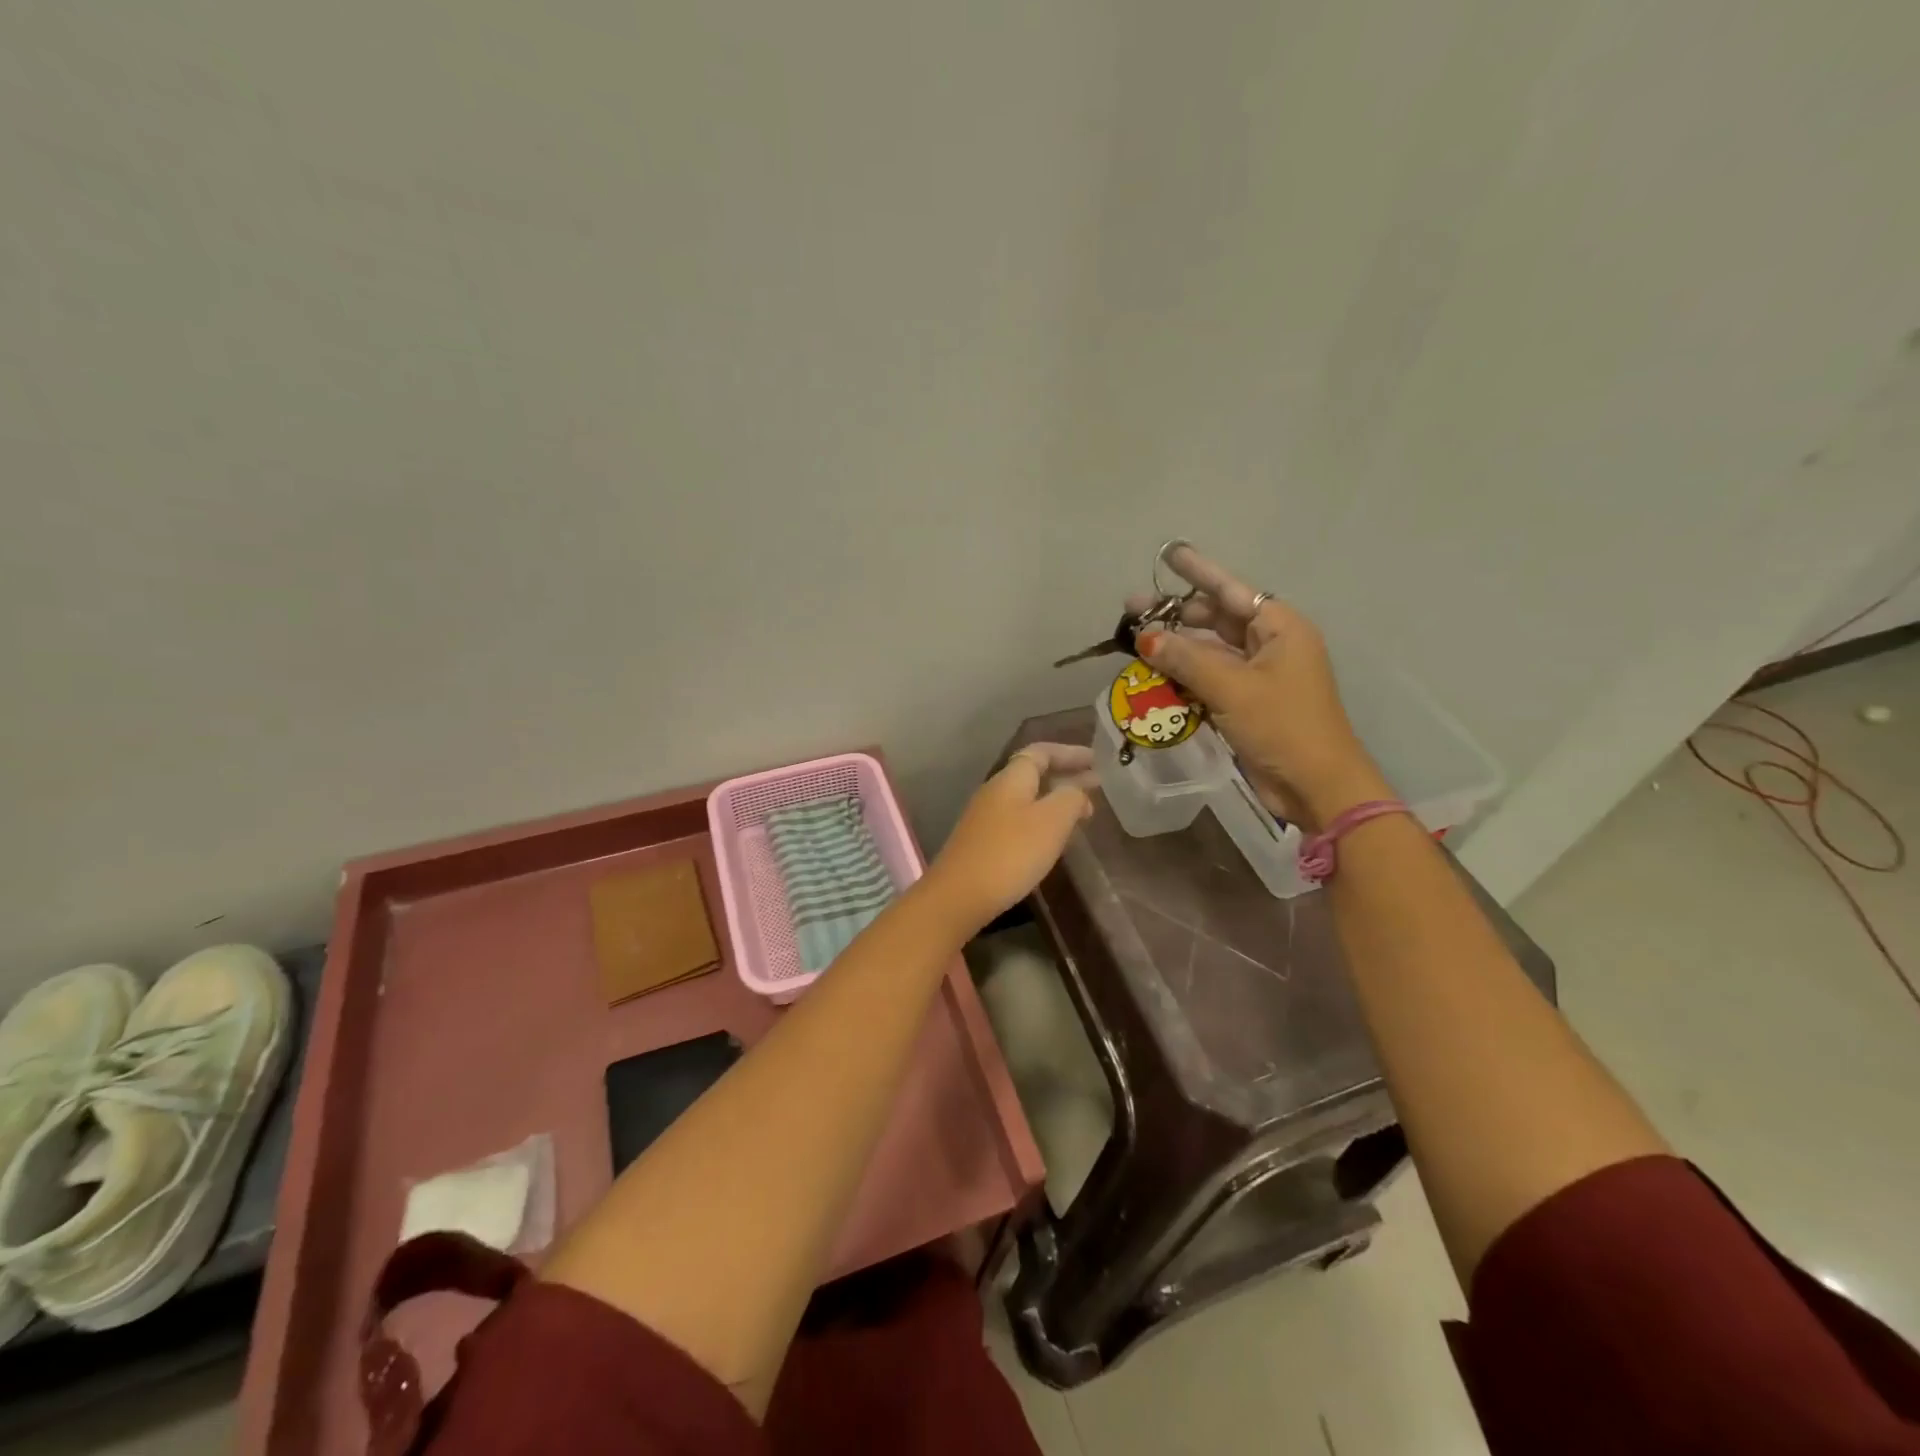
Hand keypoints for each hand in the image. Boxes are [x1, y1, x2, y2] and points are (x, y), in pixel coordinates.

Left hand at [922, 743, 1095, 931]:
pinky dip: (1041, 821)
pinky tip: (1053, 839)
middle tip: (1095, 785)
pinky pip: (1018, 820)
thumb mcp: (1052, 821)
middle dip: (1065, 777)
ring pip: (1026, 799)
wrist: (959, 895)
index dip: (1069, 753)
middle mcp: (995, 791)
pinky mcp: (982, 843)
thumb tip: (1079, 790)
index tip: (1095, 759)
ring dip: (1054, 801)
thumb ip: (1071, 798)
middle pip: (1033, 774)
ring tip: (1081, 812)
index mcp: (1011, 779)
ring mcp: (985, 818)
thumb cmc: (1011, 852)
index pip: (1041, 752)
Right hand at [1125, 546, 1384, 828]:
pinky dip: (1183, 676)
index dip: (1198, 572)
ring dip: (1175, 648)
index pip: (1231, 591)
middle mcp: (1270, 645)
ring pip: (1209, 651)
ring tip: (1135, 643)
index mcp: (1280, 629)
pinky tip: (1154, 676)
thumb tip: (1145, 637)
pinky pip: (1208, 679)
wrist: (1316, 787)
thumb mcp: (1232, 689)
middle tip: (1133, 610)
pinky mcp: (1246, 703)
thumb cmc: (1282, 727)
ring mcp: (1258, 676)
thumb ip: (1186, 659)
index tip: (1168, 554)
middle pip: (1216, 619)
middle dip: (1176, 615)